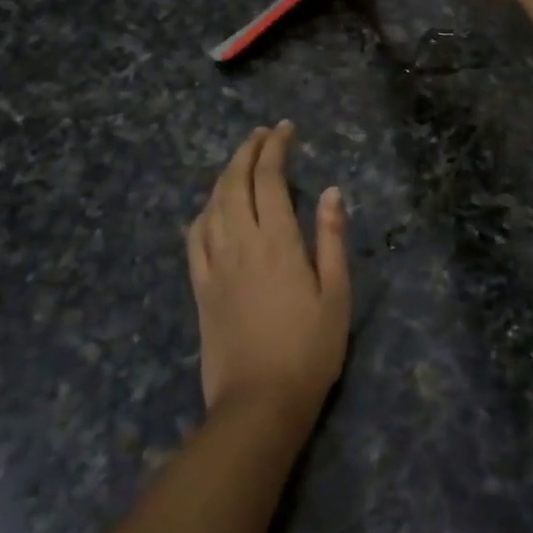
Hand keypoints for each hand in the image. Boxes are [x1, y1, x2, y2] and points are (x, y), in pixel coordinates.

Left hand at [187, 123, 350, 424]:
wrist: (259, 403)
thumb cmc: (309, 349)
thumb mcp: (337, 294)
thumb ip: (332, 238)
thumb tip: (332, 191)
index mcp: (277, 241)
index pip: (270, 178)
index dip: (275, 147)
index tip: (285, 129)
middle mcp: (240, 243)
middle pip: (235, 182)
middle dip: (247, 150)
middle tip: (262, 134)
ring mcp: (215, 265)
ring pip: (212, 204)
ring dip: (225, 174)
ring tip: (240, 160)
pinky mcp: (200, 287)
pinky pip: (195, 238)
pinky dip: (204, 212)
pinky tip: (212, 208)